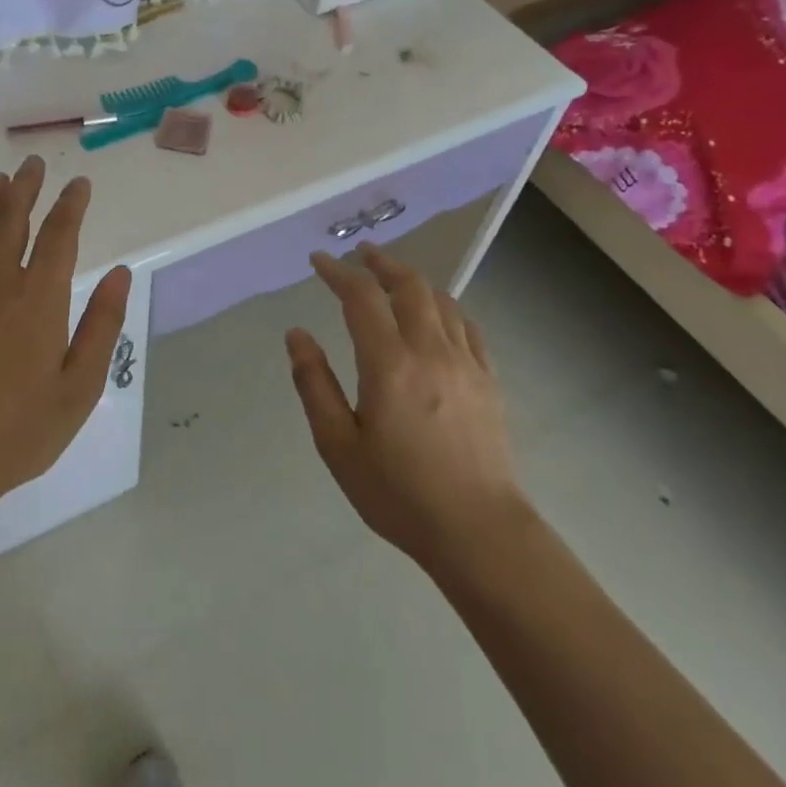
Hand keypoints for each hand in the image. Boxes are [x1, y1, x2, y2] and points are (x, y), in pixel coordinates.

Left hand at [0, 157, 130, 517]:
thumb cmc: (19, 429)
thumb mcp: (80, 386)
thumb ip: (102, 325)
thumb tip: (121, 273)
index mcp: (39, 297)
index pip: (60, 233)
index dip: (72, 203)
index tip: (80, 184)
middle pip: (12, 217)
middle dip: (25, 186)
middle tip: (32, 164)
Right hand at [286, 244, 521, 576]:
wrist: (478, 532)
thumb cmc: (399, 493)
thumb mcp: (338, 445)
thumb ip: (314, 384)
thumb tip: (296, 334)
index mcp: (389, 363)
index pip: (360, 297)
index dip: (338, 272)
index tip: (319, 261)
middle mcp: (430, 350)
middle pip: (408, 285)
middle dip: (381, 262)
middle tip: (360, 254)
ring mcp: (466, 363)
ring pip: (441, 300)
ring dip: (413, 280)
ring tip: (393, 278)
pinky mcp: (488, 380)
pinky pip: (468, 326)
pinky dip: (446, 307)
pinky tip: (438, 314)